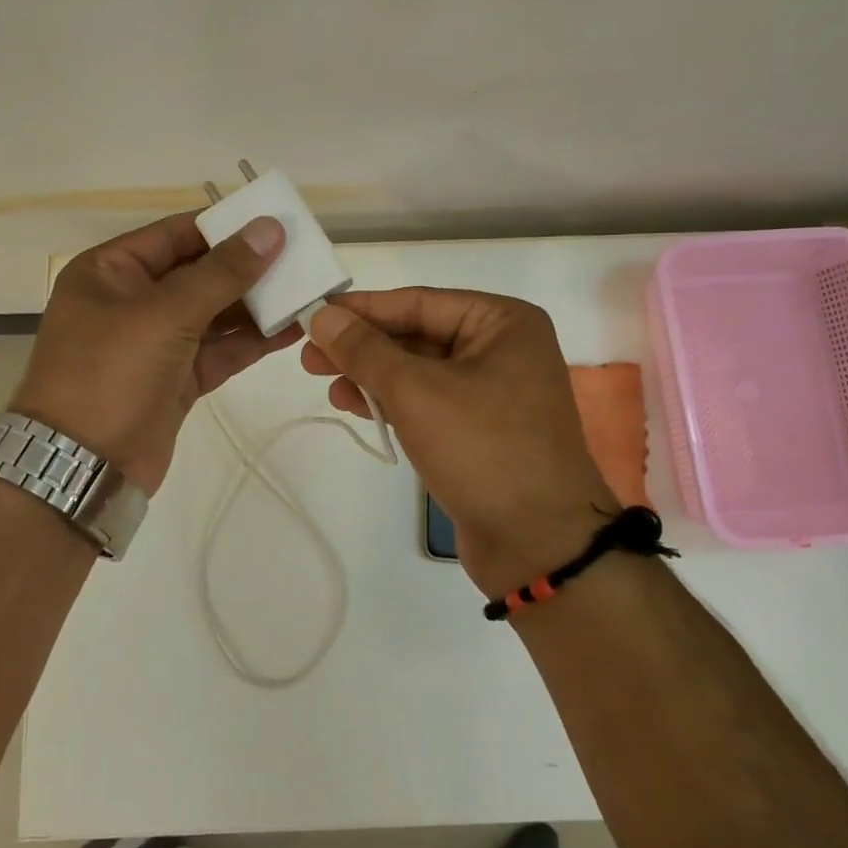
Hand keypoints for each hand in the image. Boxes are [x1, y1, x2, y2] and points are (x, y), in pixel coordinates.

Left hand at [10, 212, 299, 494]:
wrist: (83, 469)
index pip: (176, 234)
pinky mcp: (176, 378)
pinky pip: (219, 349)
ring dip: (256, 305)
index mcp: (111, 271)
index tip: (276, 223)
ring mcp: (155, 342)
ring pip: (213, 313)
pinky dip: (251, 341)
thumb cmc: (111, 374)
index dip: (226, 227)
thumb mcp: (165, 314)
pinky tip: (291, 330)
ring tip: (306, 291)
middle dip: (247, 268)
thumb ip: (222, 272)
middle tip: (302, 258)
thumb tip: (269, 229)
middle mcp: (131, 300)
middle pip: (198, 273)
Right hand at [301, 288, 615, 597]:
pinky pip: (427, 401)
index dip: (361, 309)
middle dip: (362, 346)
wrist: (539, 545)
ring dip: (371, 376)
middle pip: (416, 335)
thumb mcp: (415, 391)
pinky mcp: (479, 430)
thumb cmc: (483, 449)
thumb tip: (322, 315)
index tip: (312, 314)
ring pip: (418, 371)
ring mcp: (492, 391)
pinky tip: (354, 406)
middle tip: (308, 356)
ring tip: (325, 383)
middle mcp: (502, 348)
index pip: (417, 302)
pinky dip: (391, 402)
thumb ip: (365, 350)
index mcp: (503, 322)